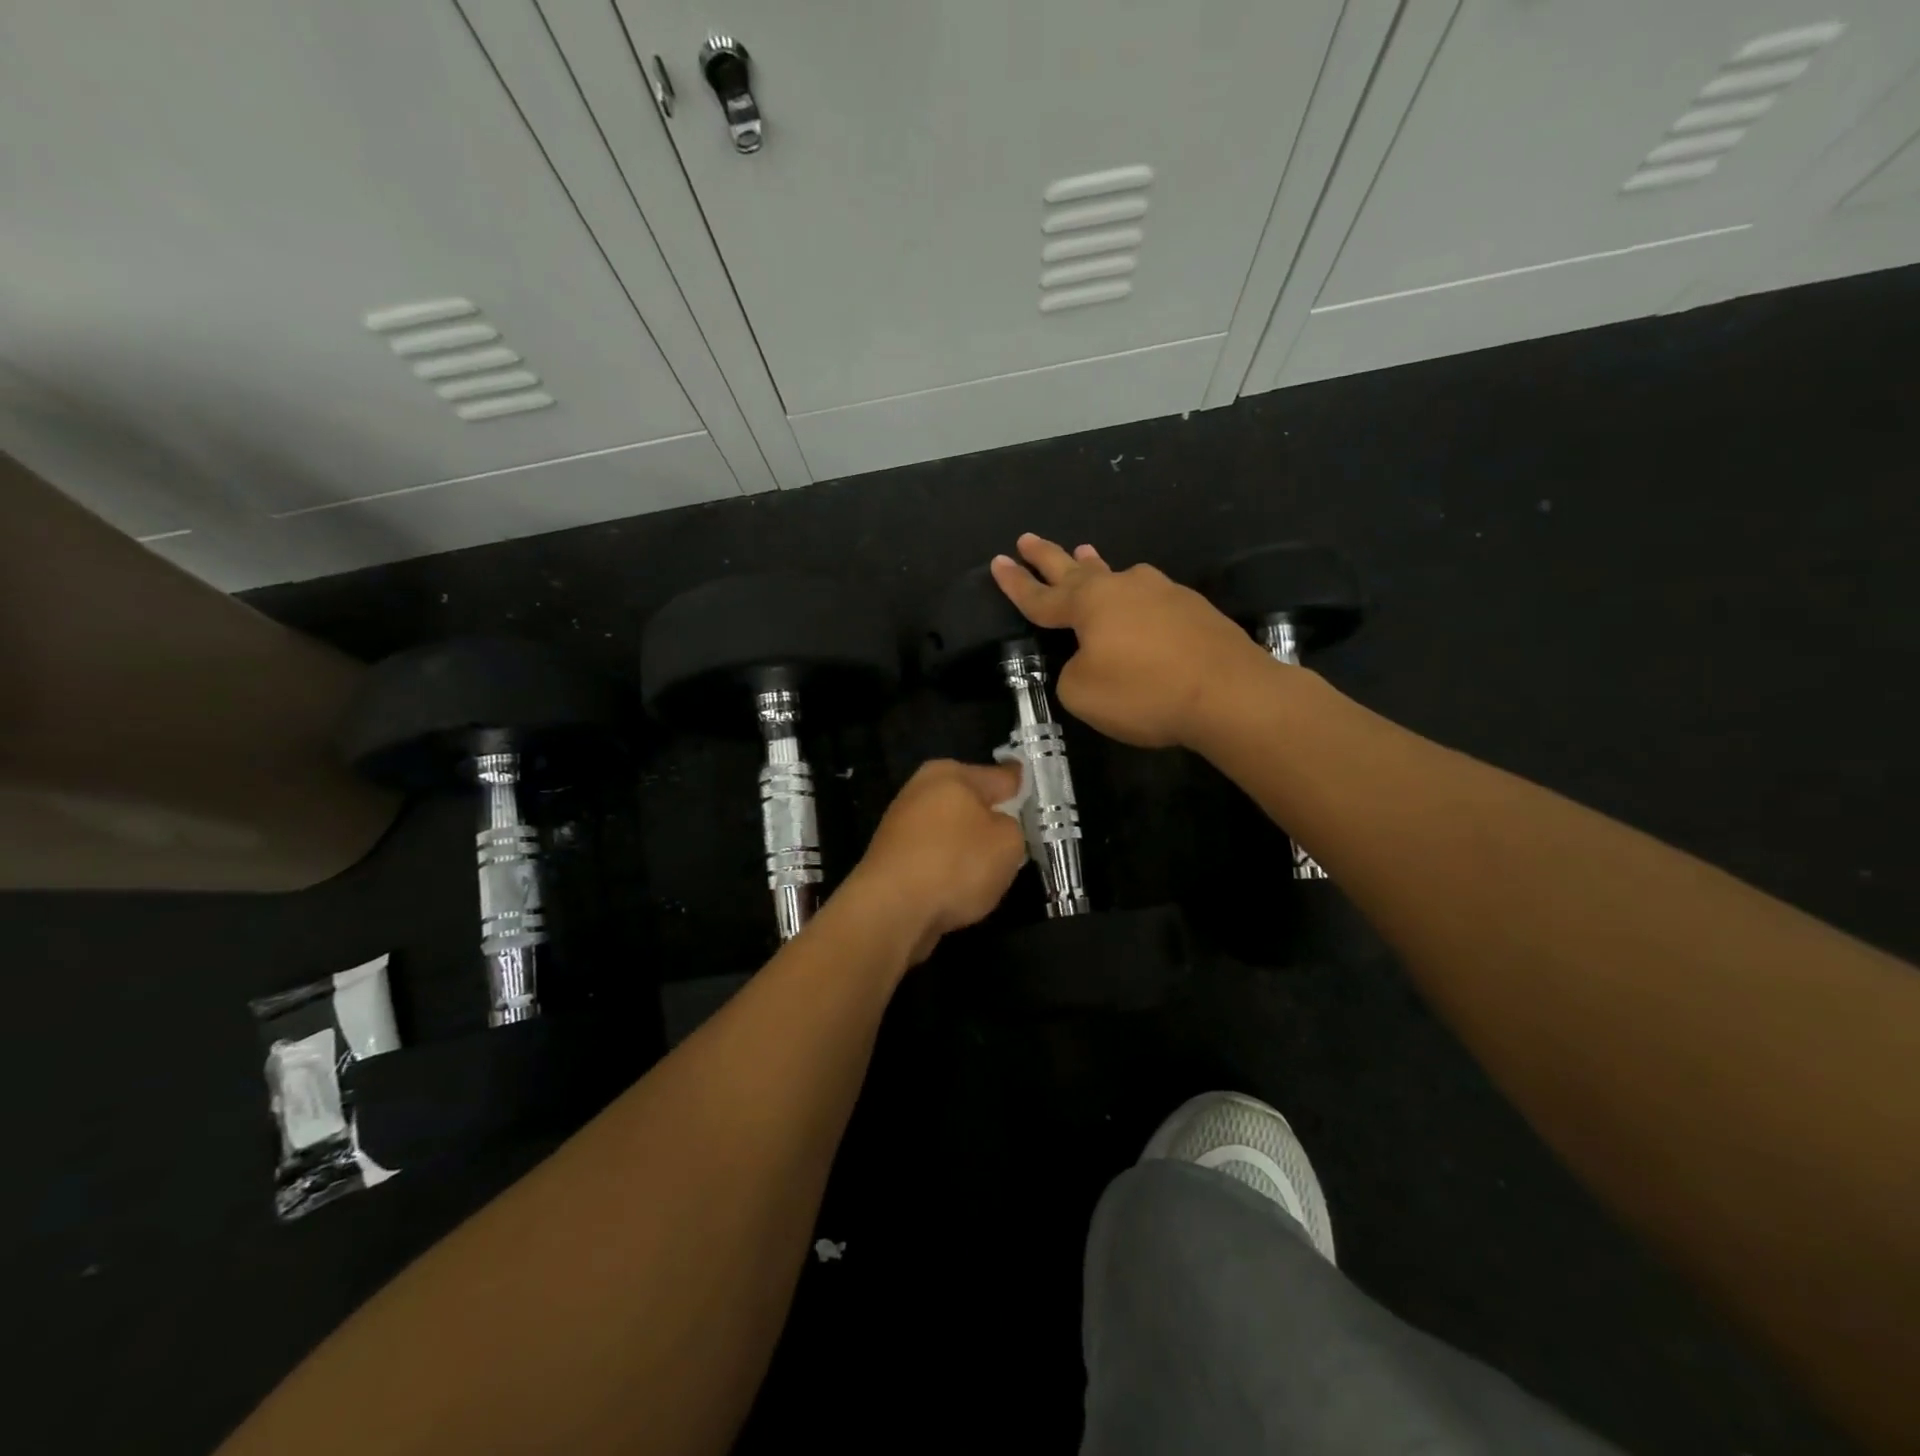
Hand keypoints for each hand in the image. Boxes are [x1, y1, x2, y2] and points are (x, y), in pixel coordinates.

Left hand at [840, 759, 1027, 963]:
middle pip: (971, 803)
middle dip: (991, 819)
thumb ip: (1012, 827)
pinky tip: (958, 890)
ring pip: (952, 832)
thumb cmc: (956, 864)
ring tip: (989, 873)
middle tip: (1016, 841)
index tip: (1033, 794)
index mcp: (951, 774)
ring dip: (968, 848)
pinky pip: (934, 858)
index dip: (1021, 787)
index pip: (1000, 776)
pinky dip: (947, 870)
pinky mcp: (892, 858)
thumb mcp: (1008, 843)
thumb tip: (997, 827)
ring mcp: (902, 825)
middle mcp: (922, 791)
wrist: (891, 910)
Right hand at [990, 533, 1271, 748]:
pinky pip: (1149, 600)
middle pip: (1075, 570)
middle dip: (1048, 557)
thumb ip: (1071, 672)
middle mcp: (1123, 587)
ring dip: (1094, 567)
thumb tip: (1089, 658)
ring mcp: (1162, 593)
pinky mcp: (1193, 609)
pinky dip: (1133, 600)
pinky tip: (1138, 607)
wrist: (1230, 693)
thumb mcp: (1083, 694)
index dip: (1015, 584)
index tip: (997, 562)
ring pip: (1117, 577)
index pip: (1041, 596)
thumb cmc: (1144, 692)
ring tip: (1083, 554)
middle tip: (1028, 539)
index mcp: (1090, 605)